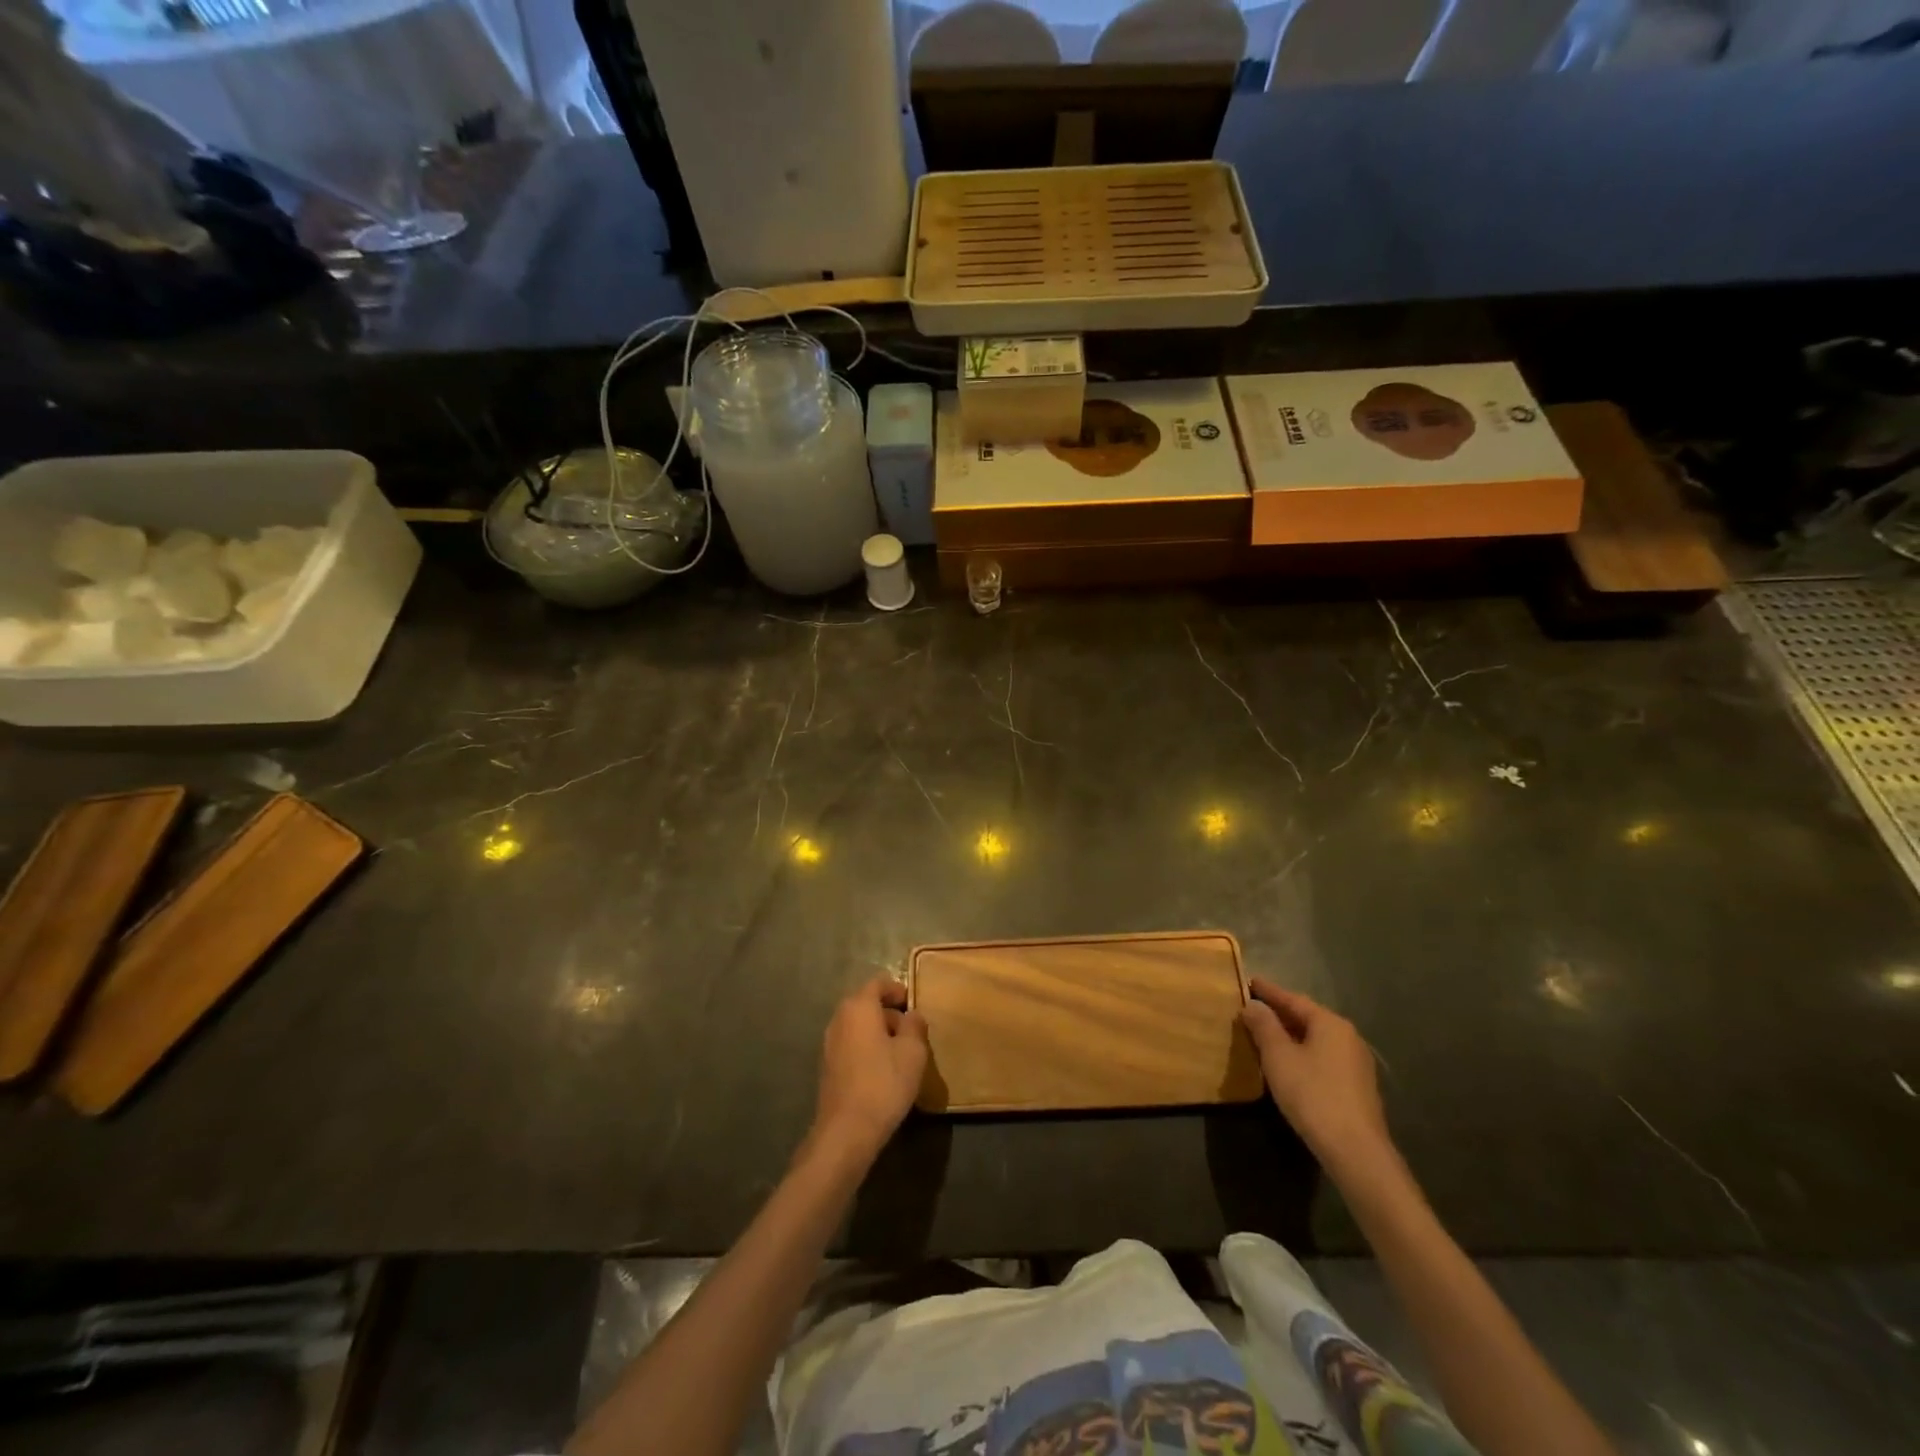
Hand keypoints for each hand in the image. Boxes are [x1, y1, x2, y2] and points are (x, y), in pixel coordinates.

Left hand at [808, 976, 928, 1166]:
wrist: (847, 1130)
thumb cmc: (884, 1083)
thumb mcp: (913, 1052)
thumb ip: (915, 1025)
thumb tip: (911, 1015)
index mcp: (859, 1007)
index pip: (878, 983)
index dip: (897, 989)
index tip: (913, 1004)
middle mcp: (839, 1018)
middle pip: (866, 1003)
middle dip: (889, 1012)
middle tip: (911, 1030)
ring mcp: (829, 1043)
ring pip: (858, 1025)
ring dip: (878, 1031)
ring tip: (900, 1052)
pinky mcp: (827, 1066)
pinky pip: (851, 1044)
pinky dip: (867, 1047)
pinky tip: (883, 1069)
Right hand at [1241, 979, 1392, 1174]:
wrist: (1355, 1151)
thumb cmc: (1312, 1094)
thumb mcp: (1278, 1056)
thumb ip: (1264, 1026)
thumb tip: (1253, 1005)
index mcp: (1330, 1023)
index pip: (1293, 999)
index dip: (1269, 991)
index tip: (1249, 981)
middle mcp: (1348, 1037)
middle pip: (1307, 1017)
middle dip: (1280, 1012)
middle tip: (1254, 1007)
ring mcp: (1356, 1063)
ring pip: (1316, 1039)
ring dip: (1291, 1034)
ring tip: (1266, 1033)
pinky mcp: (1357, 1087)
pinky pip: (1323, 1057)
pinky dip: (1303, 1052)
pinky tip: (1289, 1063)